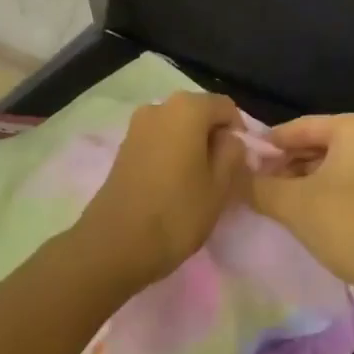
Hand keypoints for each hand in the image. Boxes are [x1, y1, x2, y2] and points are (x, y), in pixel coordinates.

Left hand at [77, 92, 247, 287]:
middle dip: (214, 138)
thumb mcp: (220, 186)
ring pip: (178, 128)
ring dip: (192, 147)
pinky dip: (171, 155)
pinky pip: (159, 141)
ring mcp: (137, 126)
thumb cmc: (176, 213)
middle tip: (221, 175)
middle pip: (200, 114)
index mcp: (188, 109)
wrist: (113, 246)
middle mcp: (160, 107)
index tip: (240, 164)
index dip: (239, 132)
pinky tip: (173, 185)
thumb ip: (232, 153)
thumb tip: (229, 140)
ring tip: (197, 183)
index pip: (226, 107)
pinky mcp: (123, 147)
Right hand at [249, 114, 353, 313]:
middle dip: (283, 165)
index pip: (299, 127)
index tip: (238, 162)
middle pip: (315, 146)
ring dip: (299, 183)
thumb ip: (257, 186)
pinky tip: (299, 216)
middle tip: (251, 185)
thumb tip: (230, 176)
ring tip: (269, 202)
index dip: (267, 145)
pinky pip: (344, 186)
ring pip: (329, 168)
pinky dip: (320, 196)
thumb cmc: (348, 223)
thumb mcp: (293, 203)